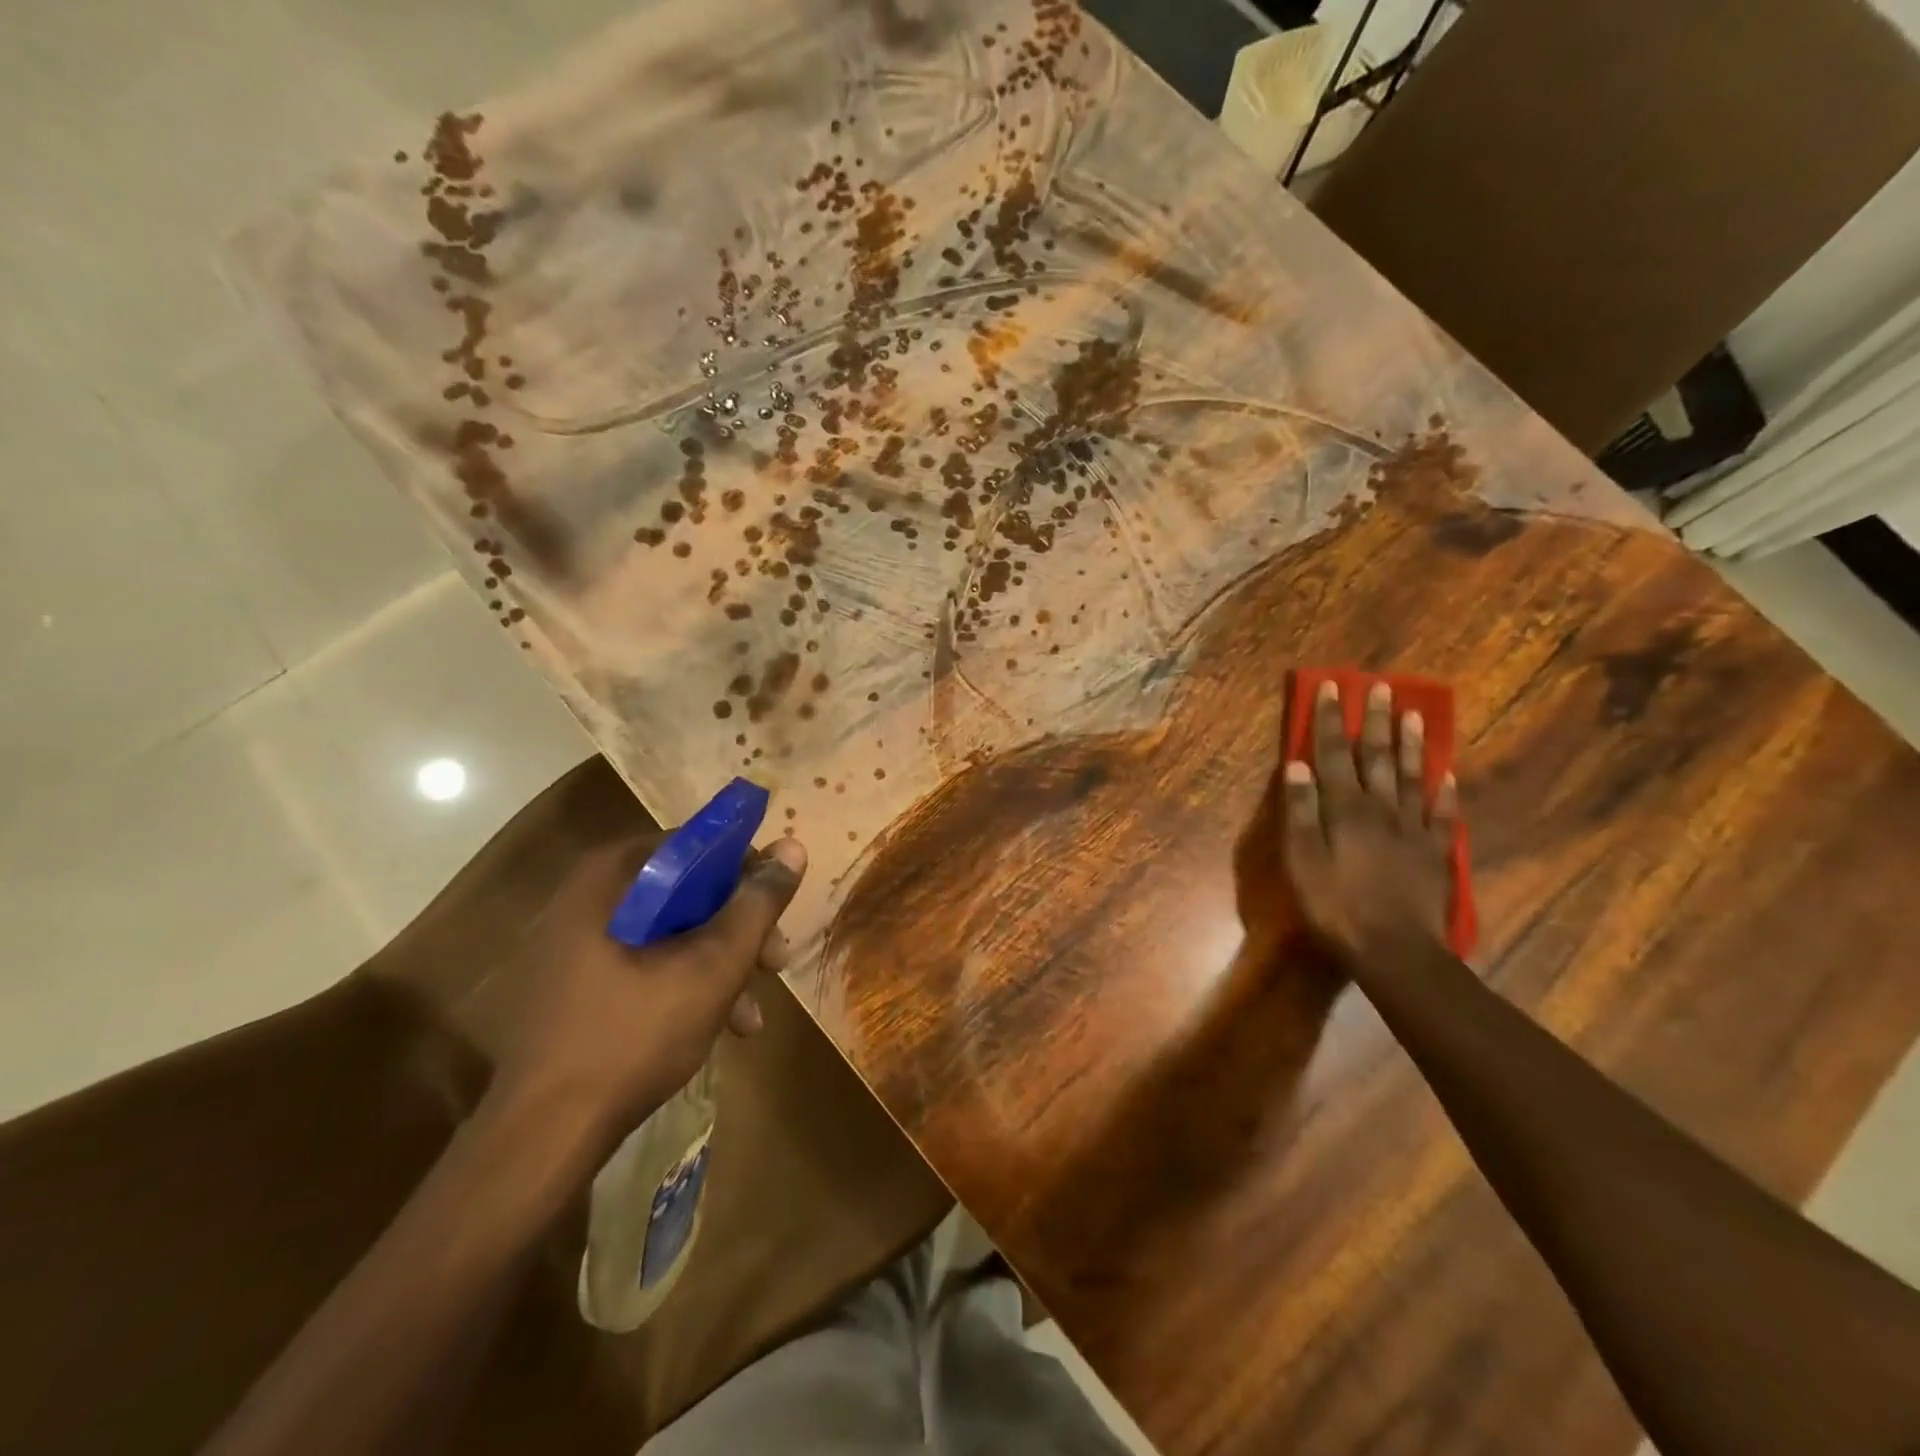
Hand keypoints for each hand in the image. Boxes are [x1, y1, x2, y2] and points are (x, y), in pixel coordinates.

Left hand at [490, 833, 806, 1153]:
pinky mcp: (572, 988)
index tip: (776, 909)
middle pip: (685, 893)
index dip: (745, 872)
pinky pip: (643, 965)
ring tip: (751, 1016)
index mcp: (610, 878)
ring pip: (669, 934)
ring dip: (718, 966)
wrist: (541, 1139)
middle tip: (775, 963)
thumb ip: (757, 904)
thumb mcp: (713, 966)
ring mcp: (574, 946)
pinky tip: (718, 1029)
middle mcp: (586, 899)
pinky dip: (684, 986)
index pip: (695, 845)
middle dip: (737, 930)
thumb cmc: (633, 1036)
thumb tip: (793, 846)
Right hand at [1283, 680, 1456, 964]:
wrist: (1395, 950)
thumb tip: (1297, 765)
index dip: (1331, 721)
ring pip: (1413, 777)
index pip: (1333, 754)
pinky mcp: (1435, 853)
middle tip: (1382, 687)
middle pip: (1377, 757)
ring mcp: (1413, 829)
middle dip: (1376, 721)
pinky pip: (1443, 814)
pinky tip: (1448, 775)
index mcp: (1345, 809)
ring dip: (1412, 744)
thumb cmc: (1336, 905)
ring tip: (1415, 715)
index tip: (1333, 687)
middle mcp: (1381, 809)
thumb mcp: (1302, 860)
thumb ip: (1300, 811)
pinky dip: (1445, 791)